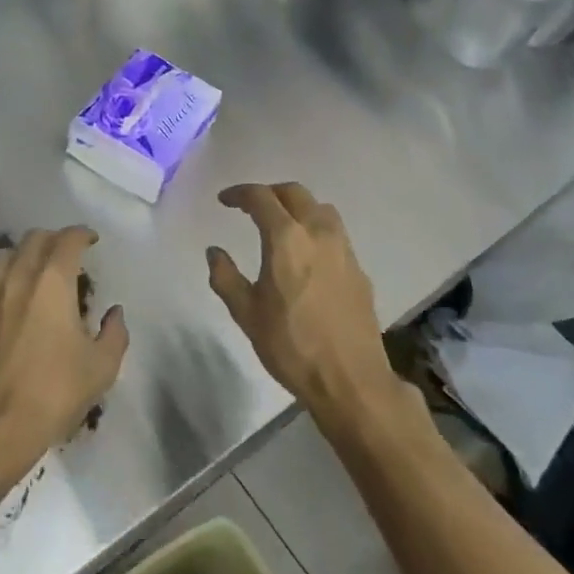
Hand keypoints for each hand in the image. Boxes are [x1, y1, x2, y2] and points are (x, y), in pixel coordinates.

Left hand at [0, 226, 128, 484]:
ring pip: (5, 255)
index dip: (82, 234)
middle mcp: (17, 277)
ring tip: (37, 270)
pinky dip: (5, 278)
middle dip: (54, 240)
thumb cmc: (53, 393)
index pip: (67, 240)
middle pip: (34, 239)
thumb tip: (114, 313)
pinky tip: (12, 298)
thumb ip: (114, 333)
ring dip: (25, 254)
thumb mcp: (101, 368)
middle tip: (68, 254)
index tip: (91, 240)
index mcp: (52, 282)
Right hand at [208, 183, 392, 423]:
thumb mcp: (247, 314)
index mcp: (287, 239)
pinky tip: (306, 254)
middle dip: (269, 193)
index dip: (240, 194)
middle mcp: (318, 233)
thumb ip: (226, 277)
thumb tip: (215, 252)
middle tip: (251, 207)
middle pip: (294, 193)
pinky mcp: (359, 269)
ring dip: (297, 207)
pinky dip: (316, 229)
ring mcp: (344, 249)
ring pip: (320, 209)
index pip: (261, 197)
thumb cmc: (291, 346)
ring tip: (281, 224)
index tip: (224, 201)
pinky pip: (335, 233)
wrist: (351, 381)